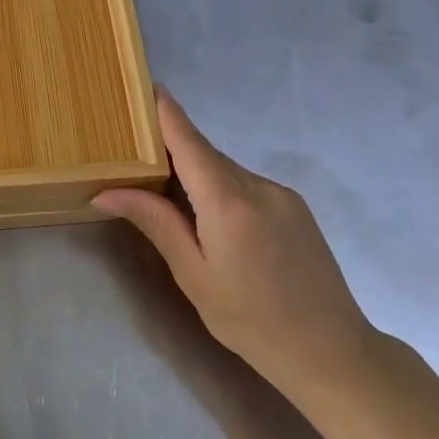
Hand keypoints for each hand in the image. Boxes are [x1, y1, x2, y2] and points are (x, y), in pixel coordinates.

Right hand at [95, 90, 377, 402]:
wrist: (332, 352)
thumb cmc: (250, 320)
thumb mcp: (193, 274)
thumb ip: (154, 223)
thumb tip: (106, 192)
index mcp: (228, 202)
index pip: (189, 140)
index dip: (165, 112)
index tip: (144, 86)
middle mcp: (258, 186)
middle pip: (205, 154)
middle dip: (172, 151)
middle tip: (136, 158)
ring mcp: (282, 195)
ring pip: (226, 170)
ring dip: (197, 175)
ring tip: (171, 200)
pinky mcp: (296, 208)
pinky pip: (247, 184)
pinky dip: (222, 189)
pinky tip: (214, 222)